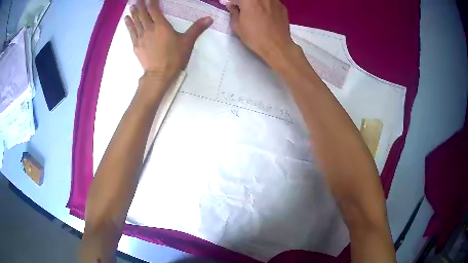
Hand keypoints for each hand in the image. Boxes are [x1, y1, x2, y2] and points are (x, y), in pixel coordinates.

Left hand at [125, 0, 212, 84]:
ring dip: (133, 12)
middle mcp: (149, 28)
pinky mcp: (136, 45)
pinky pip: (131, 31)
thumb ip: (197, 28)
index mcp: (161, 25)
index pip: (154, 9)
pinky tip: (126, 19)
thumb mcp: (188, 42)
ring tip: (131, 6)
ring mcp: (141, 37)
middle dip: (140, 5)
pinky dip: (128, 24)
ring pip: (136, 21)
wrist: (159, 74)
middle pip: (143, 13)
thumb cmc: (174, 57)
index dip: (152, 2)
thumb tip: (210, 18)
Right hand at [227, 0, 299, 69]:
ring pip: (262, 0)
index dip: (233, 3)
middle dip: (245, 3)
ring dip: (257, 4)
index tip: (233, 9)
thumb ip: (233, 12)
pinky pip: (272, 2)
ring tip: (256, 12)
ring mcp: (274, 0)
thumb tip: (233, 6)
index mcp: (248, 0)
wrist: (277, 46)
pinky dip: (267, 6)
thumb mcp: (237, 26)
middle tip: (244, 10)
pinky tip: (267, 15)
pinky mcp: (283, 6)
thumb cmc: (255, 37)